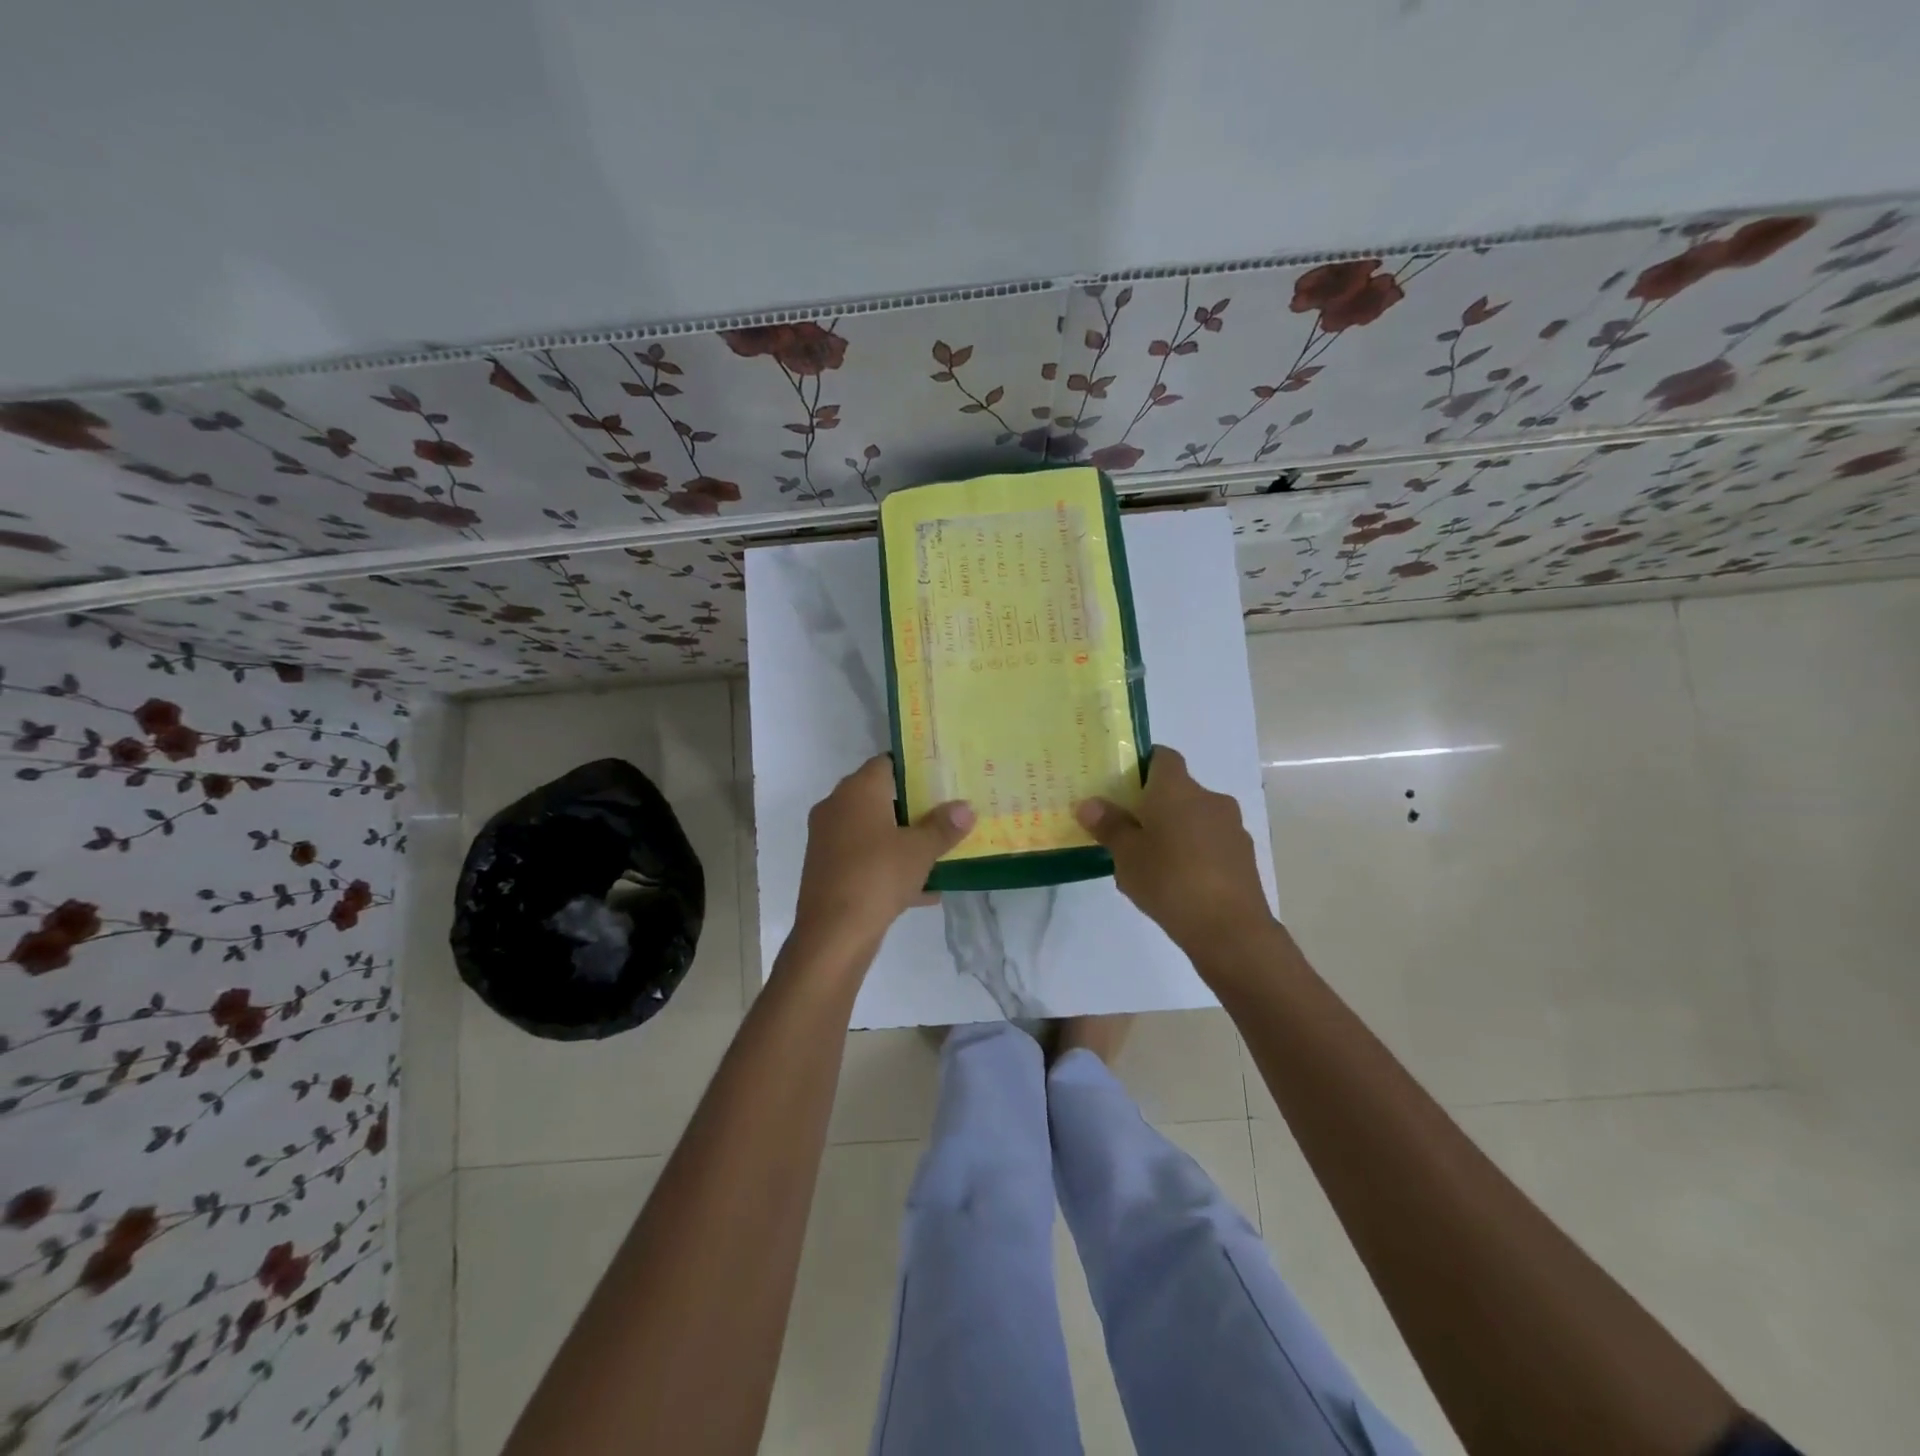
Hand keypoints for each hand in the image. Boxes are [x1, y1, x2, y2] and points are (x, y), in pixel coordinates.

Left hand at [791, 756, 973, 958]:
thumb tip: (965, 807)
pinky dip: (889, 867)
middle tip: (946, 812)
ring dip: (902, 839)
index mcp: (857, 791)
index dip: (914, 767)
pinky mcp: (827, 869)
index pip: (886, 762)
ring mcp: (828, 840)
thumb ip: (944, 826)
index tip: (940, 777)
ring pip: (873, 831)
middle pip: (880, 796)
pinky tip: (924, 890)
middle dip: (912, 806)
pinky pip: (865, 859)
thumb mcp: (920, 850)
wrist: (833, 934)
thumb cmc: (878, 876)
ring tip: (938, 850)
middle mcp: (837, 807)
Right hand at [1075, 746, 1273, 956]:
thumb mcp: (1127, 855)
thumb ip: (1109, 825)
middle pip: (1177, 789)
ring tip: (1150, 862)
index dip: (1141, 765)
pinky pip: (1210, 842)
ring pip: (1194, 818)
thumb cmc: (1170, 881)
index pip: (1161, 756)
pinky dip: (1193, 852)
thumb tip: (1089, 804)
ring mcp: (1231, 827)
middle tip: (1127, 830)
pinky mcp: (1243, 855)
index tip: (1120, 786)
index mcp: (1177, 788)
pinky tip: (1177, 882)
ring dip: (1175, 830)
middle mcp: (1209, 798)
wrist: (1230, 929)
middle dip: (1153, 805)